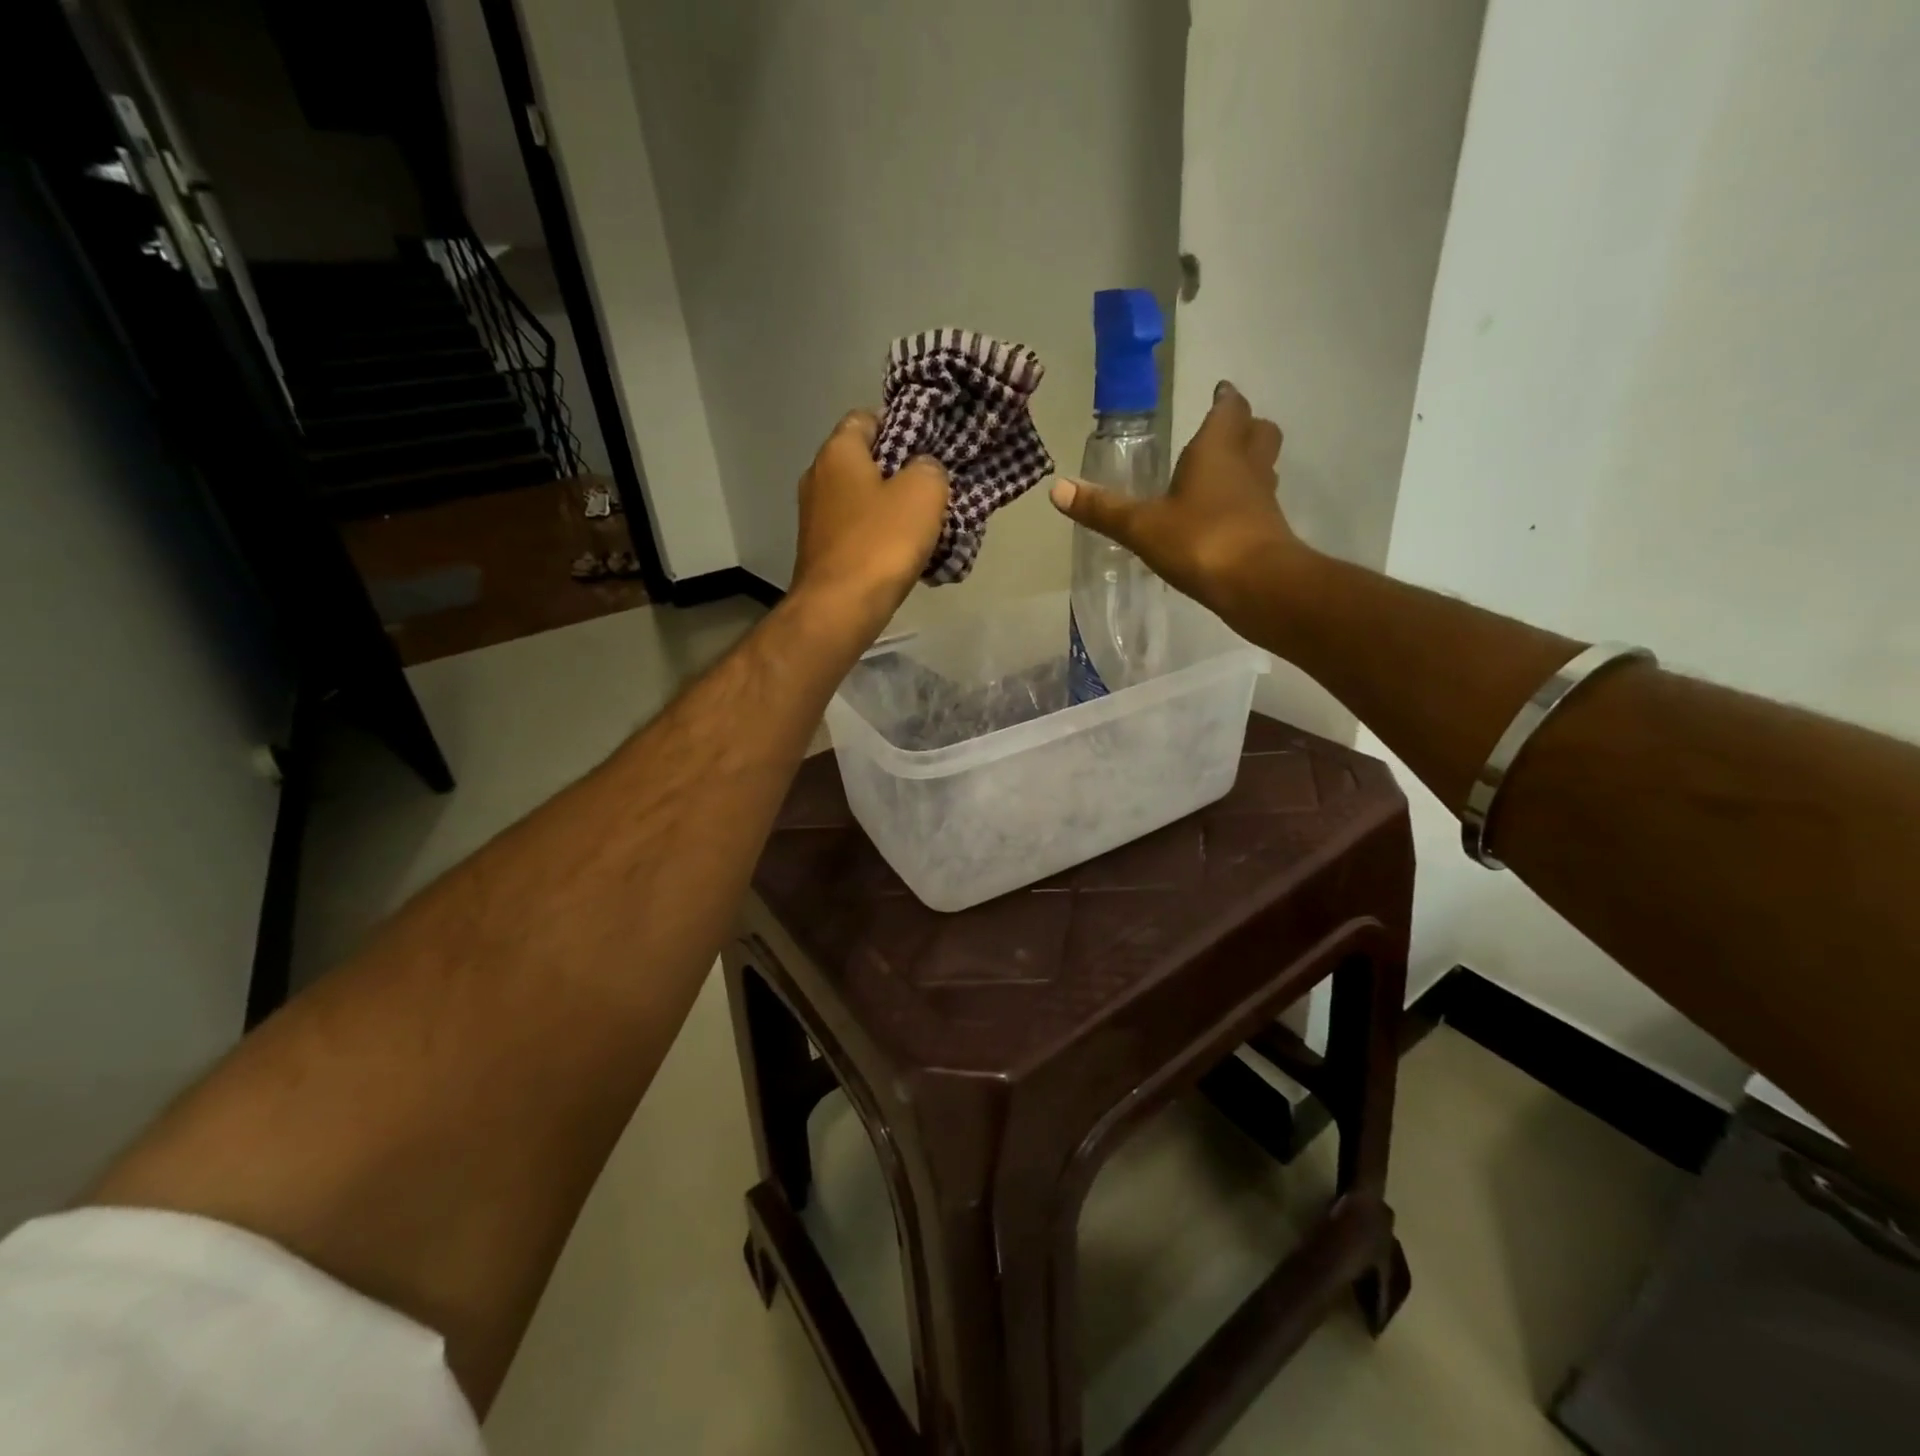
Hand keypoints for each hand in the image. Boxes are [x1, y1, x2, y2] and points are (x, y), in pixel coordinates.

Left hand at [788, 410, 948, 635]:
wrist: (839, 609)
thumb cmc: (881, 543)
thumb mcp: (924, 493)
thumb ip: (929, 469)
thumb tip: (923, 470)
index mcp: (838, 452)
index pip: (866, 418)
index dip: (898, 425)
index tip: (927, 446)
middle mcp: (817, 477)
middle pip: (863, 462)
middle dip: (897, 472)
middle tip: (931, 489)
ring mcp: (813, 518)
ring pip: (860, 500)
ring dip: (888, 509)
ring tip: (922, 526)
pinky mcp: (819, 552)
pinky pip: (855, 533)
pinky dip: (876, 538)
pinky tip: (900, 555)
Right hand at [1048, 382, 1298, 619]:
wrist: (1256, 584)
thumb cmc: (1199, 540)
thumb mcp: (1141, 526)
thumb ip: (1102, 509)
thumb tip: (1056, 488)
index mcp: (1217, 450)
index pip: (1229, 409)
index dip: (1224, 399)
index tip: (1220, 391)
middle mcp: (1247, 466)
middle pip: (1259, 431)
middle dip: (1245, 426)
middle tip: (1227, 430)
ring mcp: (1263, 499)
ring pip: (1264, 467)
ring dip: (1250, 464)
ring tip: (1226, 473)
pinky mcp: (1270, 531)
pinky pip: (1260, 503)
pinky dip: (1247, 502)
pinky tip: (1225, 518)